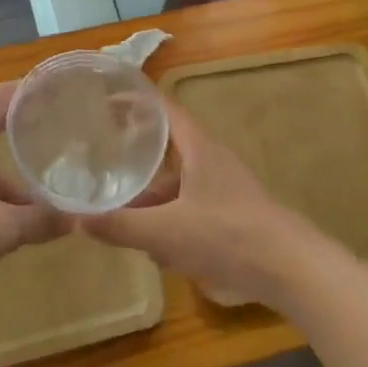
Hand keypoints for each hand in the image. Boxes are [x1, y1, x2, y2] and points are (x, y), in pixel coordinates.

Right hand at [75, 100, 331, 310]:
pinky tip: (154, 247)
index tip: (103, 99)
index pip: (163, 107)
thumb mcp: (166, 232)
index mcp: (198, 147)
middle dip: (136, 152)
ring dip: (151, 194)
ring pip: (178, 181)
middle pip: (168, 145)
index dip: (134, 99)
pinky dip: (168, 217)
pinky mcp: (232, 213)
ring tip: (118, 209)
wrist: (292, 268)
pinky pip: (190, 205)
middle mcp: (212, 159)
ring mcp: (224, 187)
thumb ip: (121, 226)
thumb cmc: (228, 236)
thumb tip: (75, 218)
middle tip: (100, 155)